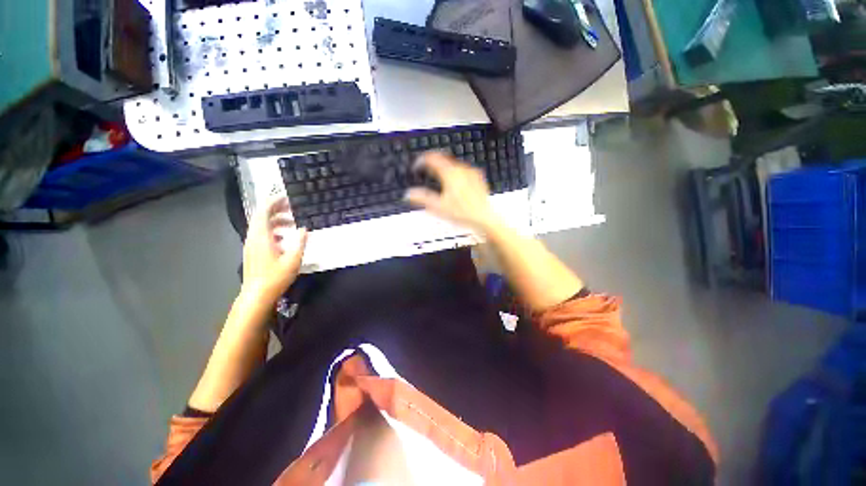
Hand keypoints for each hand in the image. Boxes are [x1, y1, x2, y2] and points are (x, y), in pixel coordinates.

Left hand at [240, 197, 307, 304]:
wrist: (257, 295)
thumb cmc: (275, 277)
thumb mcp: (293, 259)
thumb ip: (300, 242)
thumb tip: (304, 229)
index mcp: (261, 237)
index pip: (263, 212)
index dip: (273, 202)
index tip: (287, 197)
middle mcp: (253, 238)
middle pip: (261, 217)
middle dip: (276, 209)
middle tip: (293, 207)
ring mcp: (251, 245)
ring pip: (261, 226)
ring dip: (276, 221)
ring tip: (293, 223)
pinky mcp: (253, 252)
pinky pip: (261, 234)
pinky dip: (273, 230)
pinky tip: (285, 238)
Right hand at [404, 151, 500, 233]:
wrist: (484, 218)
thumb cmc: (463, 213)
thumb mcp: (439, 207)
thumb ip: (422, 198)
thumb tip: (408, 194)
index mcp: (450, 173)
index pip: (432, 158)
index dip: (421, 160)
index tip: (416, 166)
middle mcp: (461, 169)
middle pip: (443, 158)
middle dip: (432, 163)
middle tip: (425, 169)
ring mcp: (471, 173)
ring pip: (453, 163)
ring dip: (443, 167)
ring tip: (437, 177)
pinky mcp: (478, 178)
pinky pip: (463, 169)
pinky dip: (454, 172)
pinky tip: (454, 182)